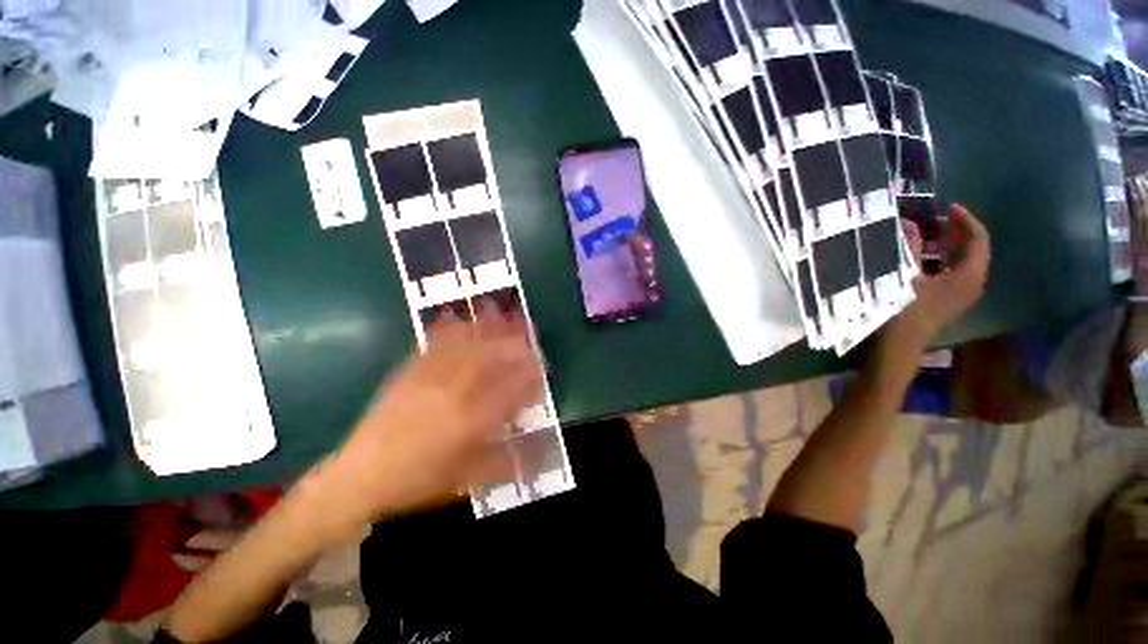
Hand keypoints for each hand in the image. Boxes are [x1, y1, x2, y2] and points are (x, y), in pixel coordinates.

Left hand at [311, 305, 542, 531]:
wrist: (360, 476)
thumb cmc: (418, 481)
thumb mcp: (467, 478)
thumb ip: (505, 460)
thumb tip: (538, 451)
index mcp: (470, 422)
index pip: (510, 390)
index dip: (530, 375)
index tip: (542, 365)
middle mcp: (453, 394)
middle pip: (490, 359)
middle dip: (514, 343)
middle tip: (528, 332)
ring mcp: (429, 379)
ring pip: (465, 346)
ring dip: (486, 328)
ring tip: (501, 312)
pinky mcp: (409, 372)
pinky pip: (433, 345)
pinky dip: (450, 329)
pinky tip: (459, 318)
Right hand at [891, 204, 991, 347]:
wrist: (897, 345)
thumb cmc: (901, 309)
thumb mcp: (902, 276)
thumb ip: (908, 249)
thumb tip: (909, 225)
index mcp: (967, 275)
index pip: (978, 240)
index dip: (965, 220)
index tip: (947, 207)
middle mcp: (972, 283)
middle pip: (974, 250)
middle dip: (958, 232)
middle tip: (938, 218)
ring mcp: (962, 294)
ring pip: (964, 262)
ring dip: (950, 246)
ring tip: (931, 234)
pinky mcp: (950, 301)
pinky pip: (955, 272)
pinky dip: (945, 259)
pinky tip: (927, 256)